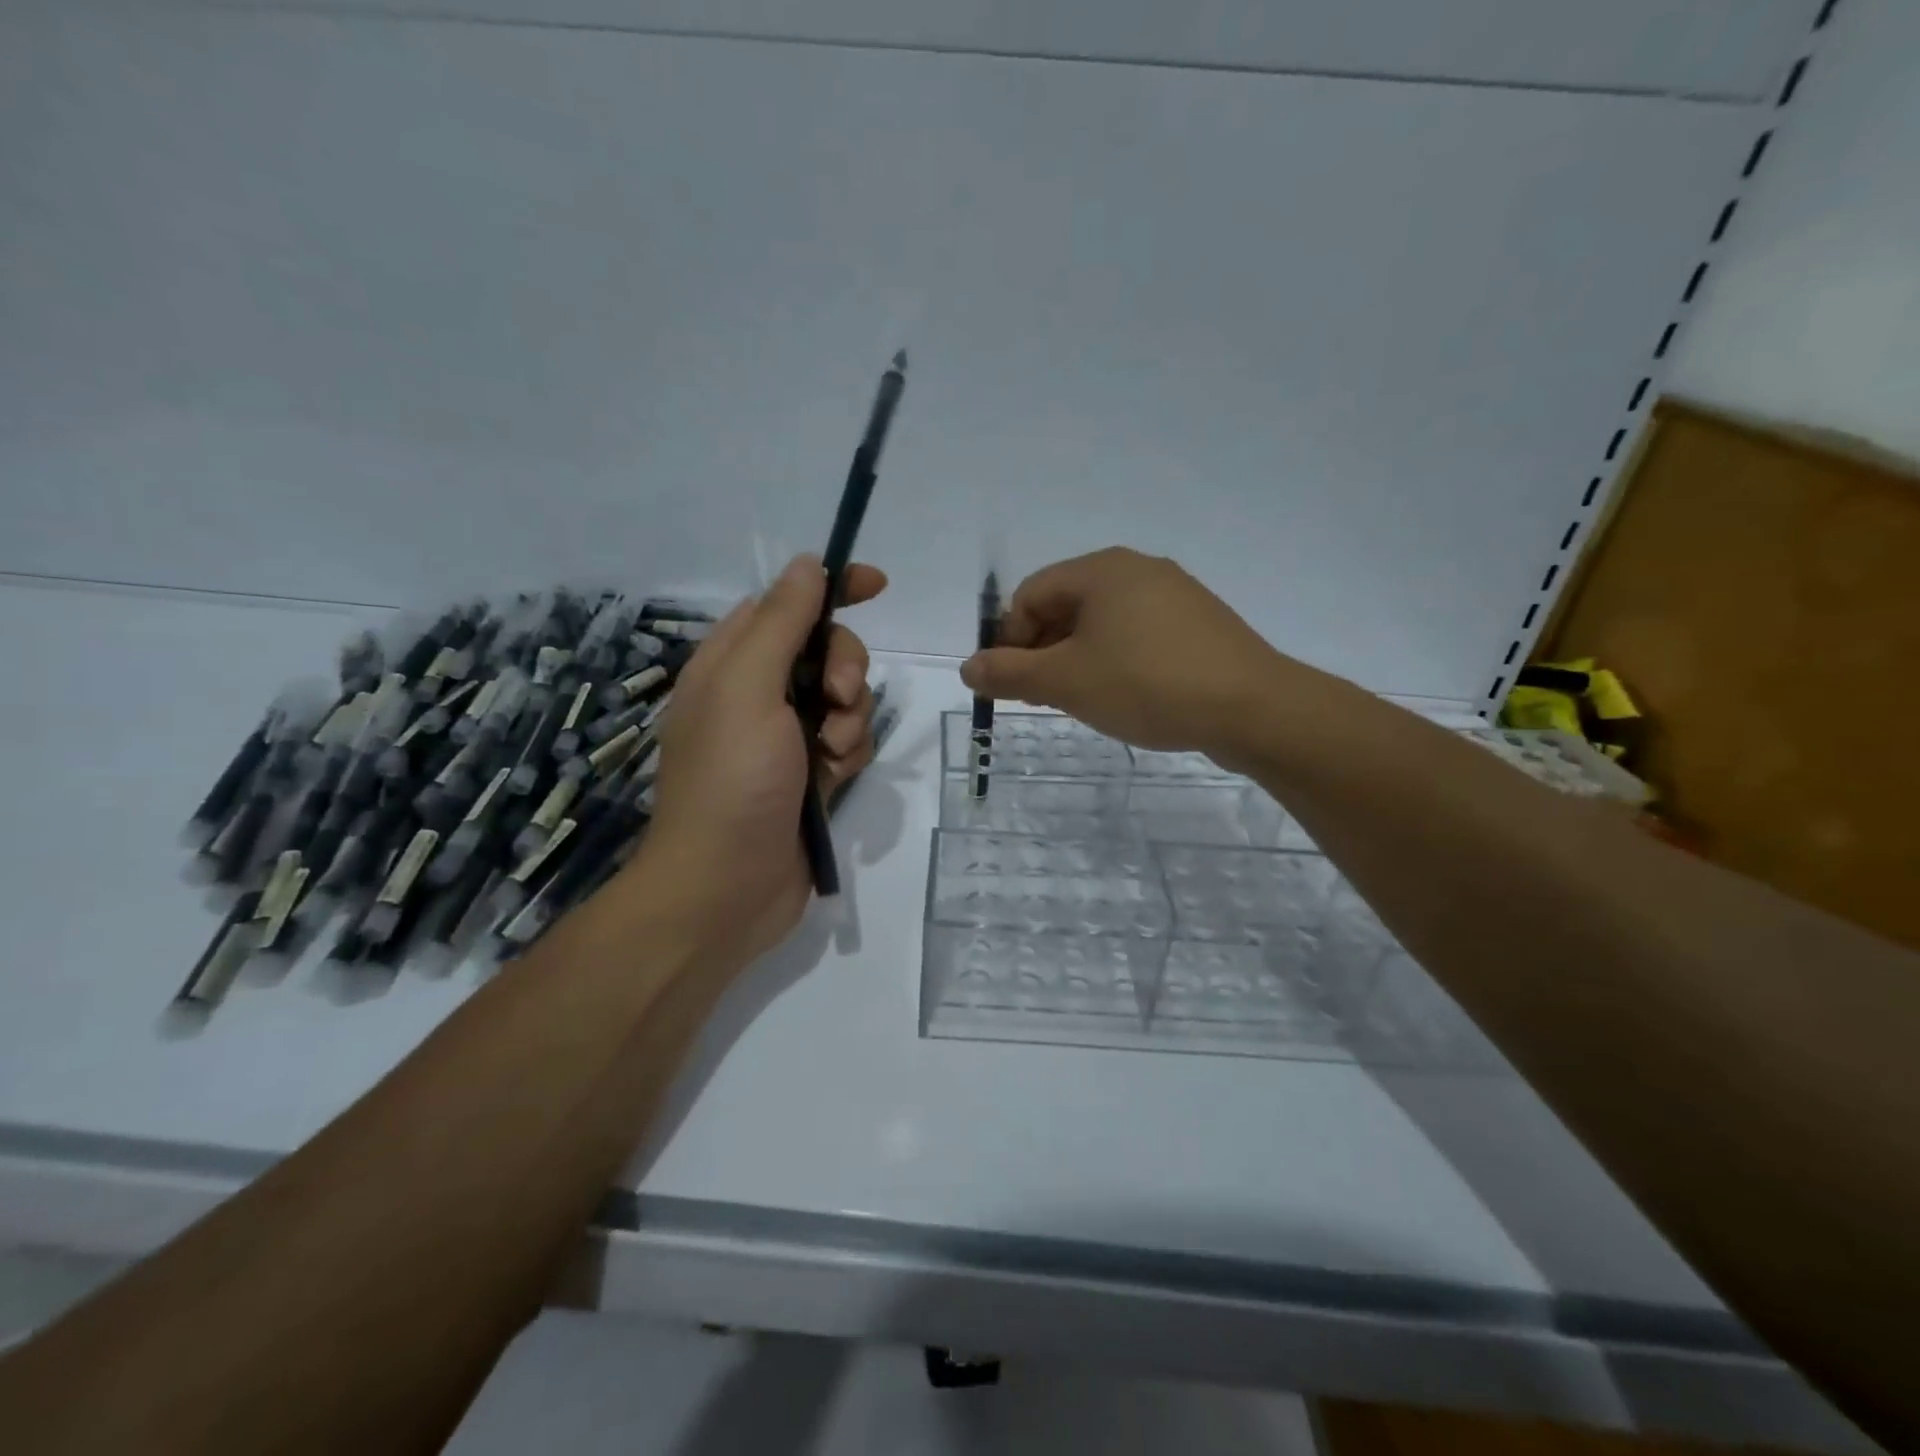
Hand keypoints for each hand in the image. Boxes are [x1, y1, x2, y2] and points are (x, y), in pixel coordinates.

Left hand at [632, 555, 884, 967]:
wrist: (726, 888)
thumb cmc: (731, 781)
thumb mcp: (749, 689)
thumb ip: (781, 623)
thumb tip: (807, 564)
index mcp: (731, 663)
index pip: (787, 604)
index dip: (832, 588)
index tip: (877, 586)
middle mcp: (758, 694)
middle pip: (825, 651)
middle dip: (845, 669)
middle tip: (836, 700)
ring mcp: (786, 738)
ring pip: (845, 699)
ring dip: (850, 719)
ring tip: (829, 755)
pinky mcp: (811, 776)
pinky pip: (849, 742)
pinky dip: (850, 754)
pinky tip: (835, 781)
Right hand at [960, 547, 1300, 765]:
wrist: (1252, 708)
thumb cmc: (1146, 684)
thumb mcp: (1066, 682)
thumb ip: (1009, 674)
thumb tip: (968, 668)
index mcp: (1101, 570)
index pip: (1030, 595)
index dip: (1010, 640)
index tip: (1014, 685)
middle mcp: (1138, 569)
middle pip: (1066, 605)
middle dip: (1044, 651)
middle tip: (1044, 697)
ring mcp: (1175, 595)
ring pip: (1103, 623)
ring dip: (1078, 659)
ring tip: (1084, 701)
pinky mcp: (1200, 624)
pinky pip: (1139, 635)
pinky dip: (1117, 662)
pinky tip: (1128, 696)